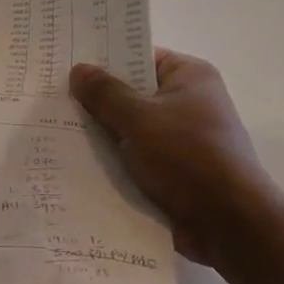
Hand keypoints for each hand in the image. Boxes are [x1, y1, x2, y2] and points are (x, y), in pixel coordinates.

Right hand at [70, 49, 273, 272]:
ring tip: (56, 130)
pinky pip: (138, 158)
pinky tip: (79, 164)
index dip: (104, 60)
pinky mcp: (177, 172)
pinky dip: (115, 161)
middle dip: (98, 100)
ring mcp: (184, 139)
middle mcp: (190, 102)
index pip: (140, 57)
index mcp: (190, 77)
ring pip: (132, 129)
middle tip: (53, 98)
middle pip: (133, 93)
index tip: (67, 64)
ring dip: (103, 135)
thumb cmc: (187, 158)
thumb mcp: (138, 119)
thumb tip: (78, 70)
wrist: (230, 226)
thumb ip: (105, 94)